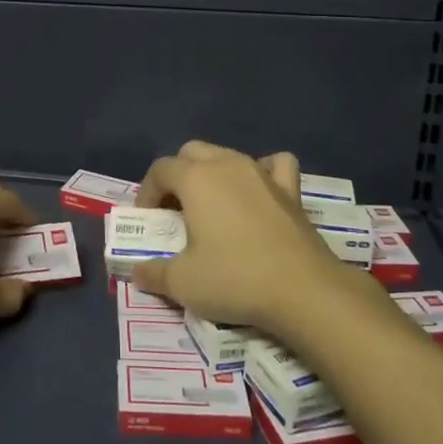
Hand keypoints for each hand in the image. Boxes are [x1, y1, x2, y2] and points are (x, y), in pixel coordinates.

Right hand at [132, 141, 358, 333]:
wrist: (304, 290)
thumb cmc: (235, 279)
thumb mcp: (182, 283)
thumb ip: (153, 273)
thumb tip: (137, 271)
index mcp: (195, 178)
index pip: (160, 170)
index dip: (147, 192)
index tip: (147, 220)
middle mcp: (227, 164)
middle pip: (192, 153)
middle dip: (177, 175)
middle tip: (175, 211)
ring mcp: (262, 173)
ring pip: (228, 155)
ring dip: (213, 173)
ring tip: (211, 206)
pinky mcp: (291, 190)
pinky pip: (274, 165)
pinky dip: (262, 171)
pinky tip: (258, 191)